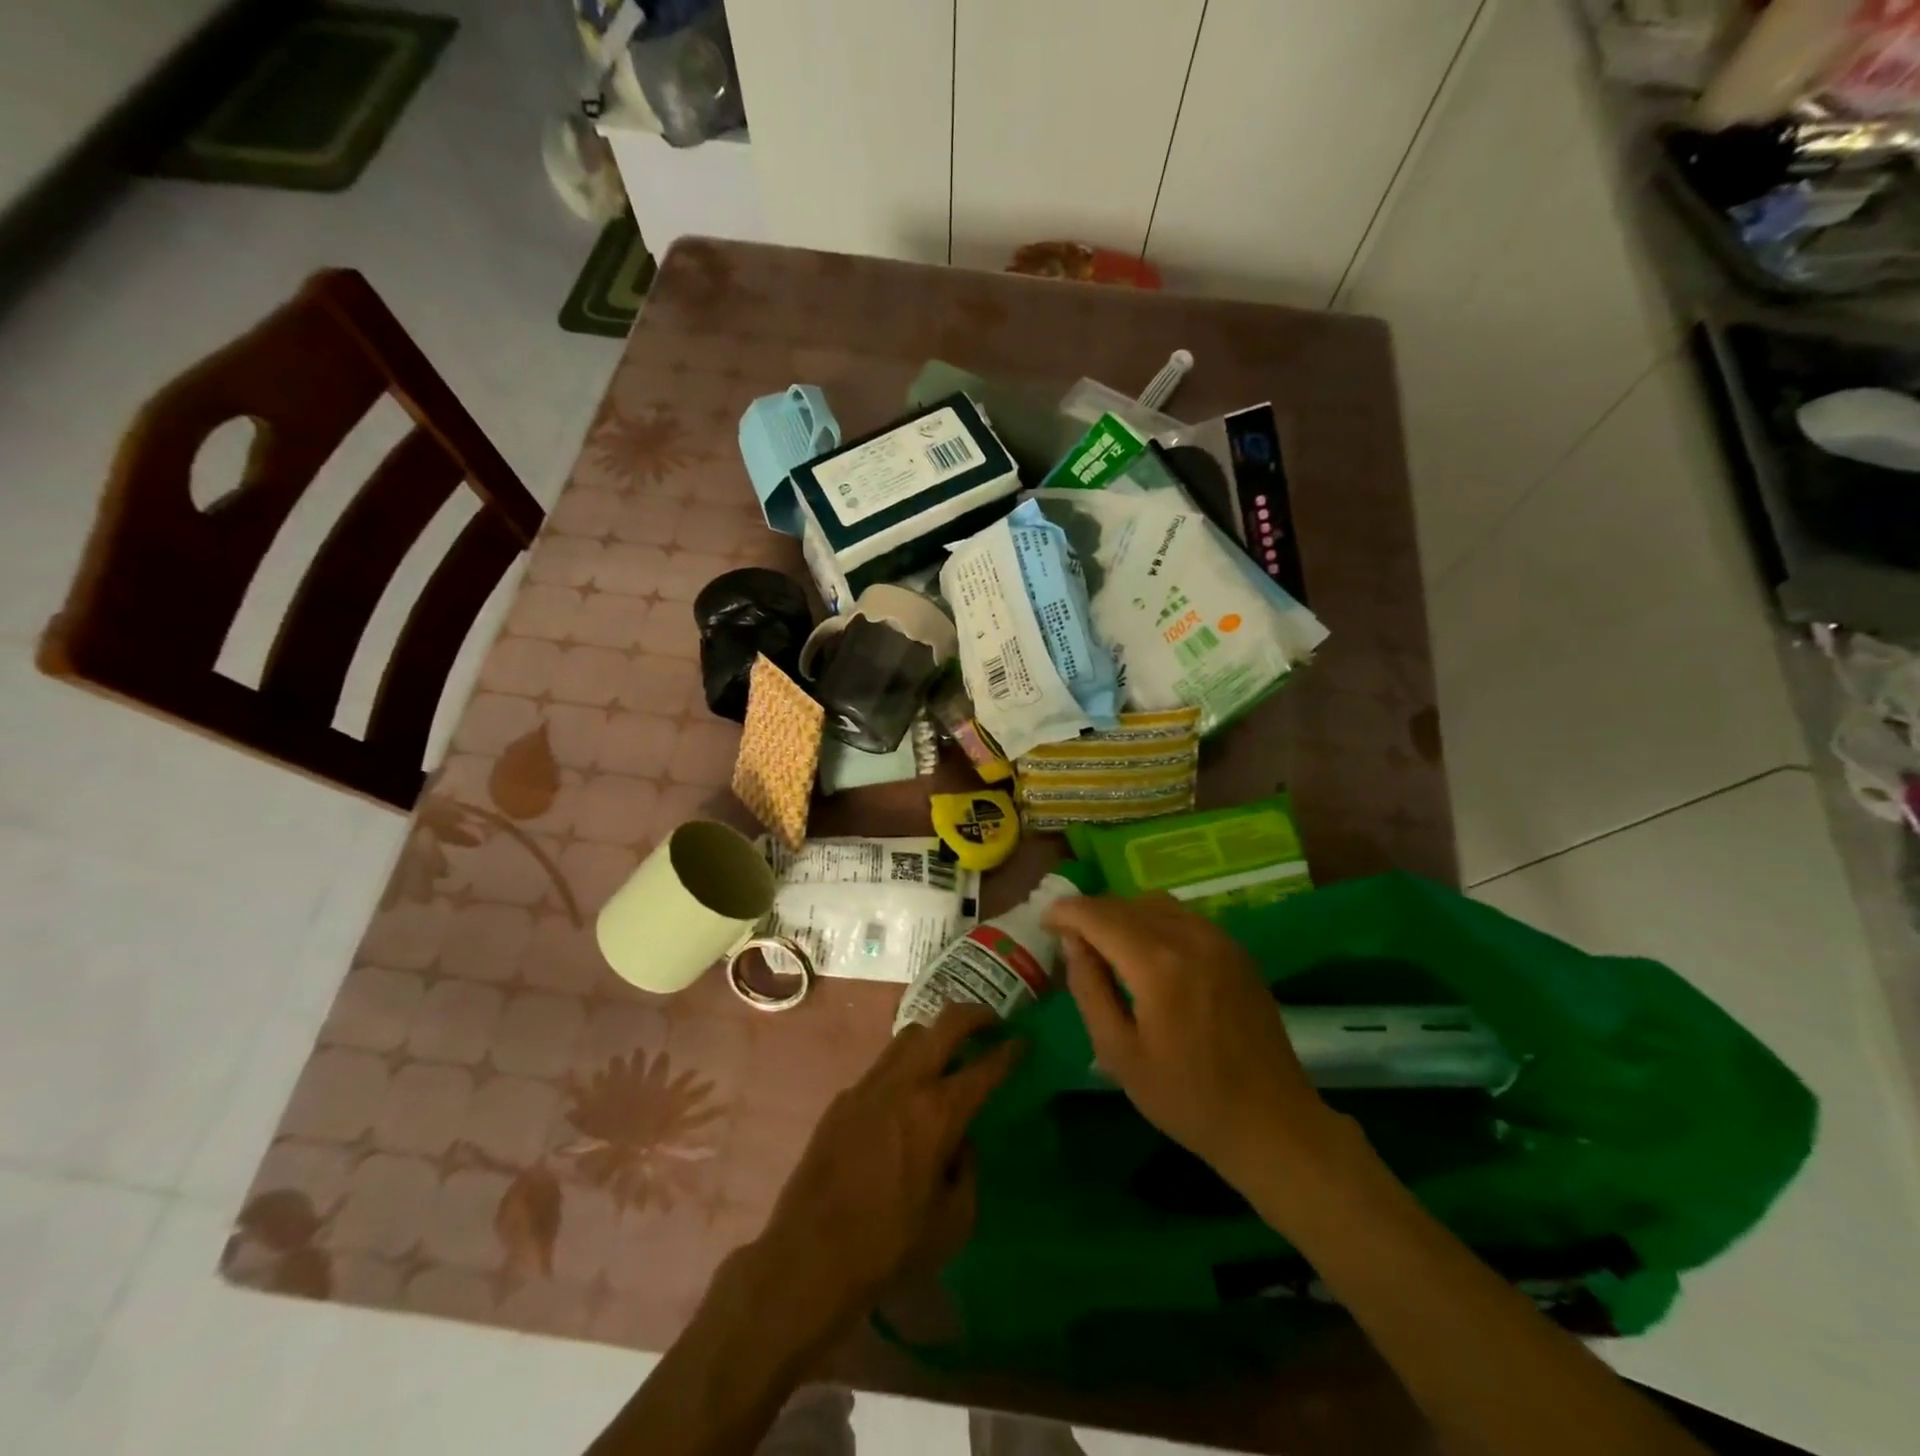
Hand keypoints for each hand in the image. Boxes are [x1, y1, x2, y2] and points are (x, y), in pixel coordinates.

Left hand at [744, 1003, 1020, 1344]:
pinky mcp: (844, 1098)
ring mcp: (869, 1084)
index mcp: (938, 1112)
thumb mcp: (953, 1222)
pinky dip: (904, 1067)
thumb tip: (961, 1142)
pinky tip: (904, 1100)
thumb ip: (968, 1171)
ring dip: (935, 1036)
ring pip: (909, 1036)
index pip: (984, 1067)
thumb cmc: (890, 1245)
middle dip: (975, 1015)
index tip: (1023, 1040)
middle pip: (945, 1024)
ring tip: (948, 1054)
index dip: (1010, 1051)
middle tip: (992, 1022)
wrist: (810, 1255)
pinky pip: (882, 1066)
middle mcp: (905, 1084)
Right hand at [1045, 892, 1337, 1191]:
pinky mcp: (1235, 949)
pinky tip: (1146, 952)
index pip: (1098, 915)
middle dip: (1091, 913)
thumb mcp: (1119, 1053)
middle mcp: (1189, 936)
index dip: (1066, 912)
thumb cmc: (1186, 1099)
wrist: (1271, 1123)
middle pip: (1125, 904)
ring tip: (1105, 943)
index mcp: (1157, 964)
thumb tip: (1072, 942)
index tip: (1045, 922)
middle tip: (1068, 937)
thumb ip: (1089, 989)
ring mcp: (1218, 938)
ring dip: (1122, 914)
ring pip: (1155, 903)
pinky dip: (1153, 920)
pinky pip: (1183, 916)